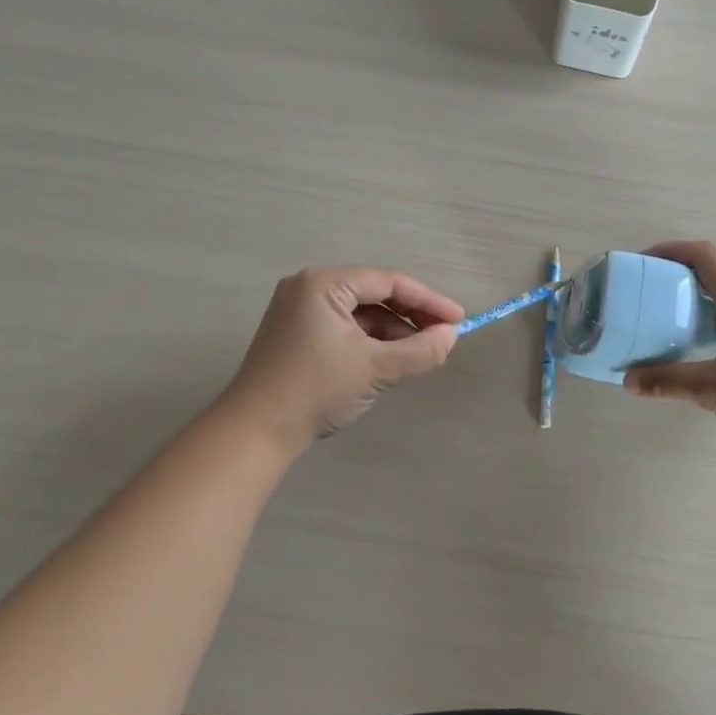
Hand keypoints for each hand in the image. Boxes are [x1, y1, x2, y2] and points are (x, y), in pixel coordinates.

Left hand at [219, 266, 463, 450]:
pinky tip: (390, 360)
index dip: (428, 301)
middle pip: (374, 294)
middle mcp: (308, 288)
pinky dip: (370, 341)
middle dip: (411, 316)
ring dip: (392, 331)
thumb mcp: (375, 369)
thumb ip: (420, 351)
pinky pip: (344, 328)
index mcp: (323, 284)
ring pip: (360, 313)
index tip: (459, 320)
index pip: (388, 282)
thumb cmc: (315, 390)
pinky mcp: (296, 335)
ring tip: (421, 354)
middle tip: (444, 337)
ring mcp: (298, 311)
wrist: (255, 432)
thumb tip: (451, 337)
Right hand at [623, 241, 715, 449]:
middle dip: (677, 283)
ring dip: (697, 309)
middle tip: (649, 301)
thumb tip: (628, 380)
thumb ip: (669, 382)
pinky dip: (715, 331)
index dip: (671, 250)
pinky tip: (705, 359)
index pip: (704, 256)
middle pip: (713, 278)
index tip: (643, 262)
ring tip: (669, 330)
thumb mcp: (714, 387)